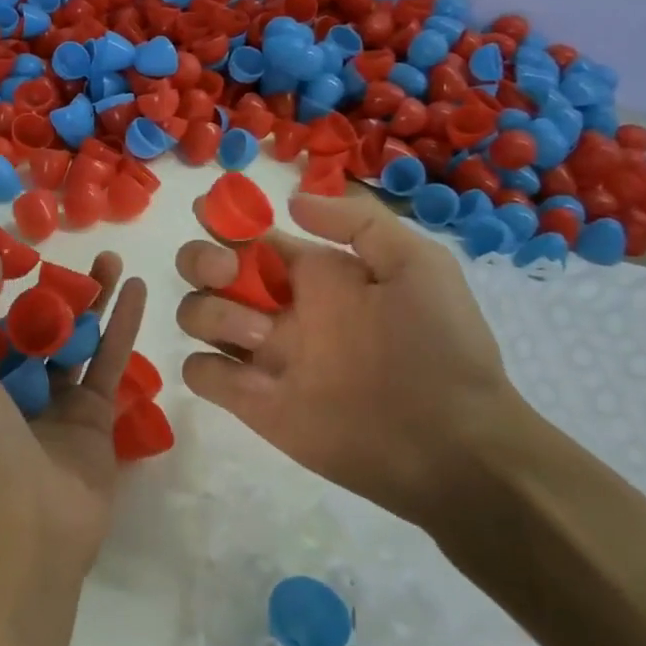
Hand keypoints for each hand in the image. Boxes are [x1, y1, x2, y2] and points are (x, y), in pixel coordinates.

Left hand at [0, 248, 148, 583]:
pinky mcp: (96, 418)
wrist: (31, 531)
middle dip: (60, 291)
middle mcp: (17, 389)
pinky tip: (137, 291)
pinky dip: (122, 326)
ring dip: (95, 302)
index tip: (27, 252)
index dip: (8, 288)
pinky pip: (109, 363)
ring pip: (79, 340)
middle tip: (84, 253)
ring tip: (114, 260)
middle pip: (42, 327)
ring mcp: (59, 404)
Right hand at [175, 191, 525, 528]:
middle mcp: (276, 307)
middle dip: (201, 258)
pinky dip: (207, 368)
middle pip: (204, 268)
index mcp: (310, 273)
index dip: (223, 217)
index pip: (248, 235)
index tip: (213, 211)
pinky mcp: (252, 402)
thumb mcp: (418, 264)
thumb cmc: (440, 346)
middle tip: (229, 271)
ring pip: (194, 314)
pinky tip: (251, 378)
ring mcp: (261, 355)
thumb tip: (292, 203)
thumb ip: (359, 223)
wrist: (452, 442)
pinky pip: (199, 372)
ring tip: (262, 335)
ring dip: (209, 312)